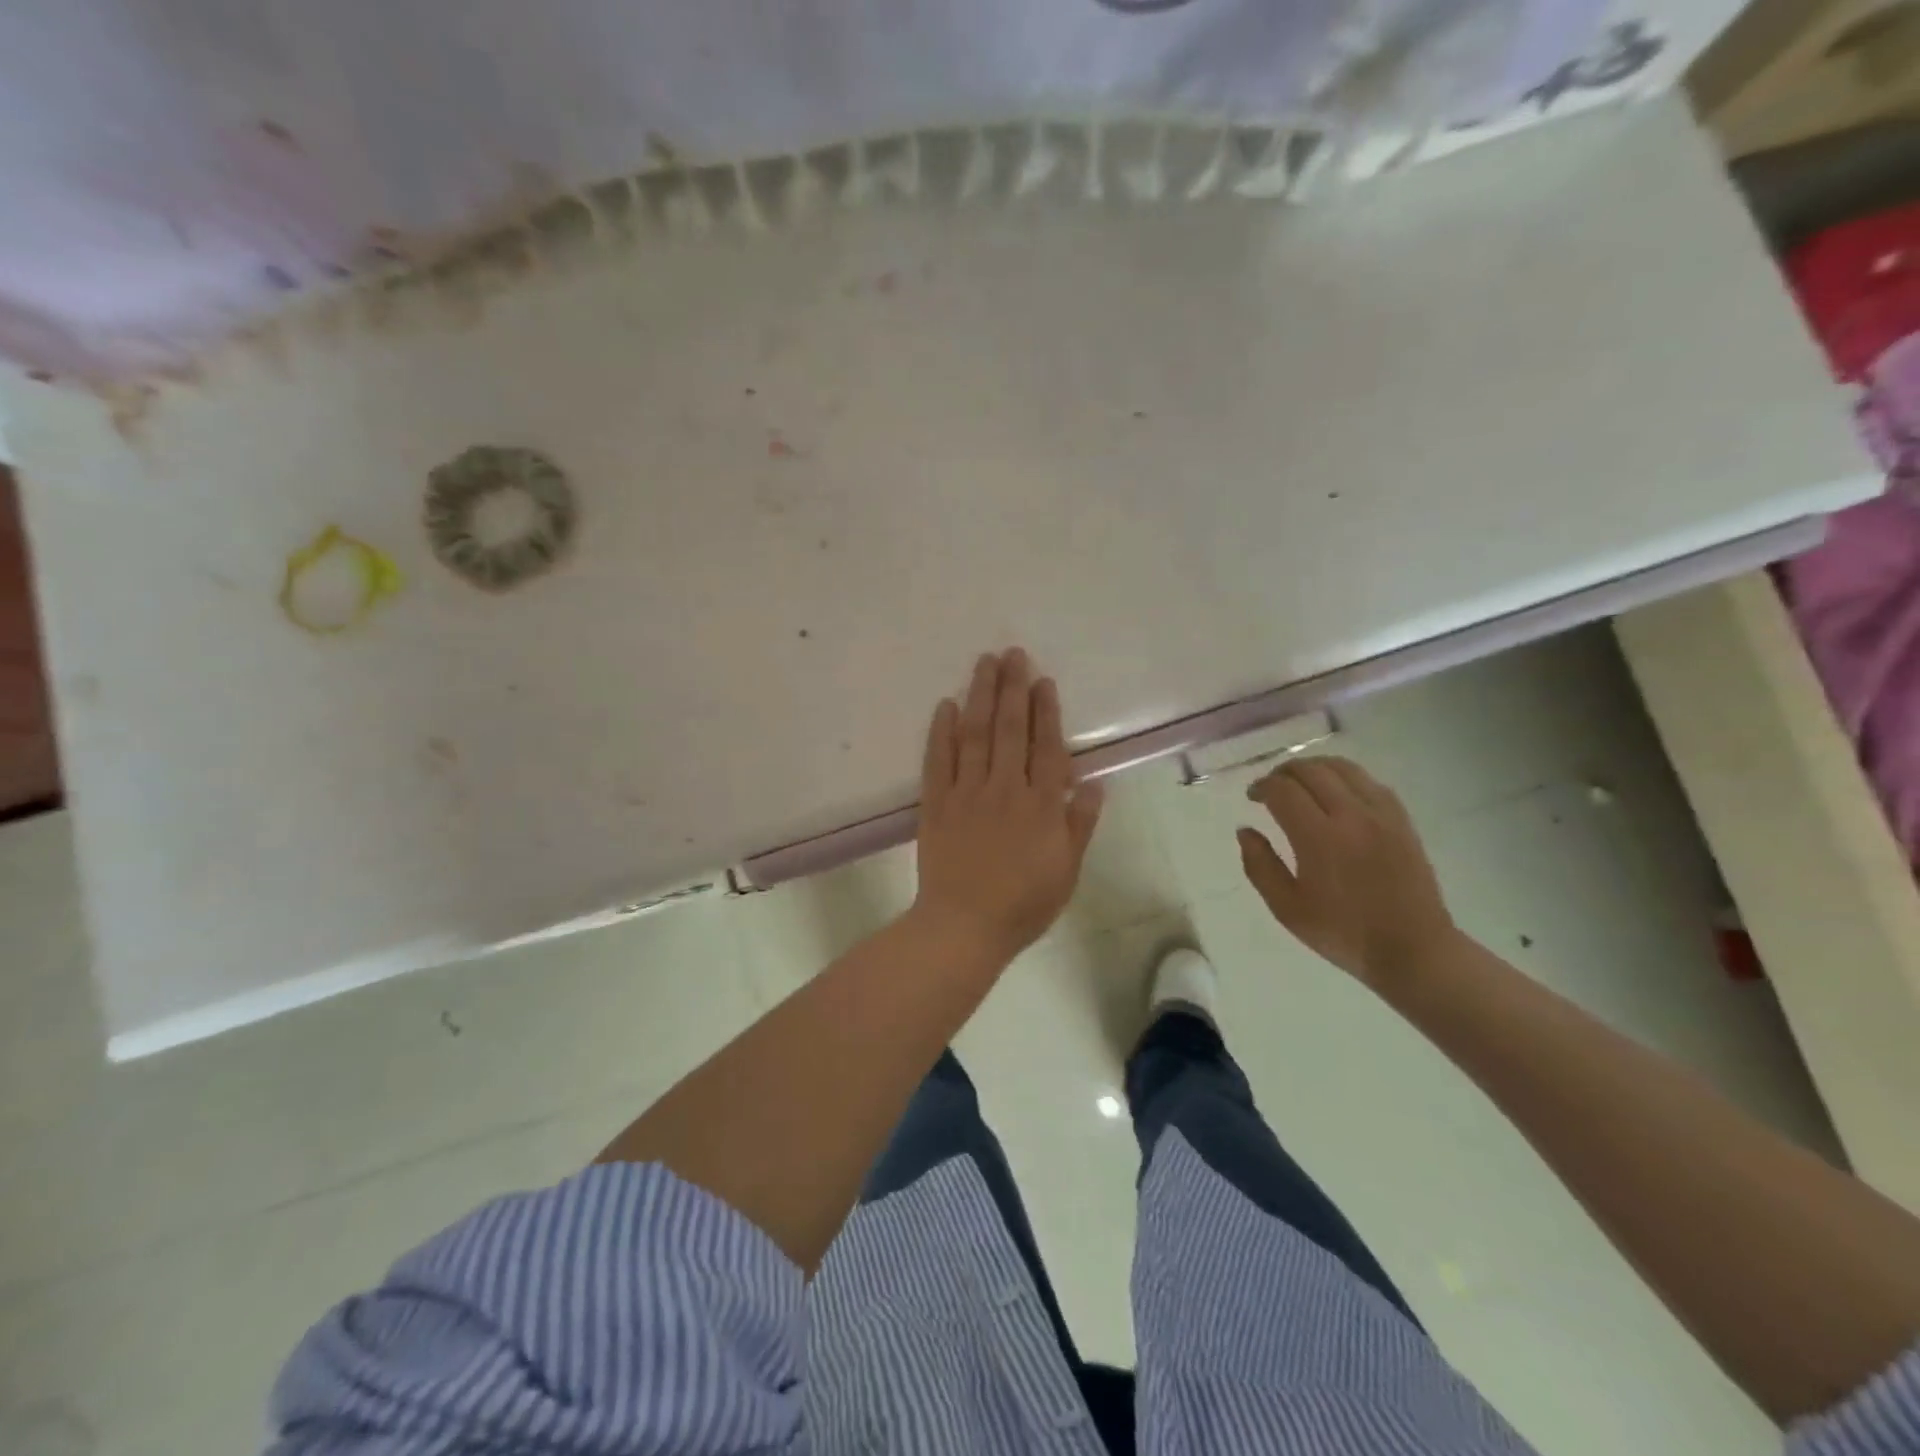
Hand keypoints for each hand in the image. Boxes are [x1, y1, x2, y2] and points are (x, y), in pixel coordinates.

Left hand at [912, 649, 1104, 963]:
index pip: (1046, 747)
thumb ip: (1079, 826)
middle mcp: (1005, 789)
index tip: (1043, 681)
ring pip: (975, 734)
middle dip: (1012, 688)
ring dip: (980, 695)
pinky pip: (938, 760)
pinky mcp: (935, 803)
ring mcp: (967, 793)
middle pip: (1010, 729)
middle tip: (1013, 653)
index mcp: (1041, 806)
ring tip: (984, 663)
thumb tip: (1094, 784)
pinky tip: (945, 705)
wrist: (963, 927)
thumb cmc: (1023, 905)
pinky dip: (942, 731)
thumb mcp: (1066, 871)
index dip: (1046, 712)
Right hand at [1238, 755, 1455, 989]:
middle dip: (1283, 772)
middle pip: (1311, 771)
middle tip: (1270, 788)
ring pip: (1343, 768)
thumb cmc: (1343, 933)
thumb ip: (1259, 866)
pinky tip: (1337, 793)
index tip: (1252, 797)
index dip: (1261, 786)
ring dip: (1314, 768)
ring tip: (1300, 783)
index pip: (1283, 790)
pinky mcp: (1402, 821)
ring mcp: (1381, 815)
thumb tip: (1245, 831)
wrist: (1413, 950)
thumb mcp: (1287, 908)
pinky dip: (1345, 777)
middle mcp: (1351, 816)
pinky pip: (1370, 782)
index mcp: (1319, 838)